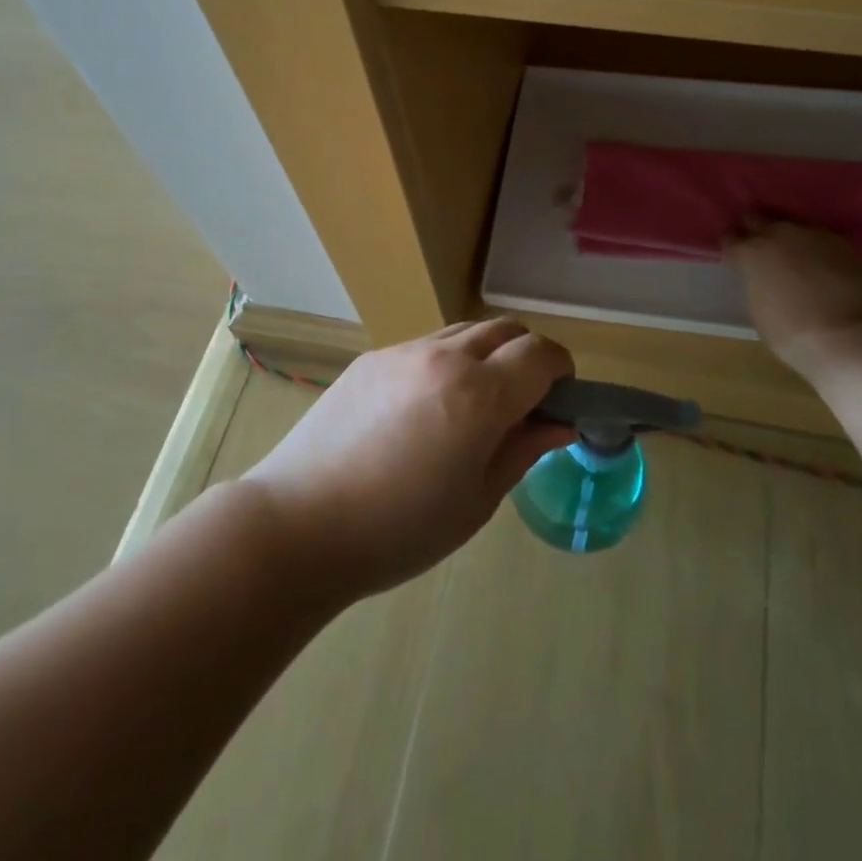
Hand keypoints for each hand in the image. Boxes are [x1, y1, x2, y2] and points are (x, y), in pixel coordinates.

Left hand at [239, 319, 576, 600]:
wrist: (300, 523)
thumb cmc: (399, 530)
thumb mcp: (476, 500)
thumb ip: (523, 450)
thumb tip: (559, 423)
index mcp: (480, 394)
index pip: (541, 354)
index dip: (561, 370)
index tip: (559, 399)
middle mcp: (445, 357)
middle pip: (506, 330)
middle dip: (527, 355)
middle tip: (523, 401)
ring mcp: (404, 351)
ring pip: (465, 331)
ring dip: (487, 353)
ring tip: (473, 402)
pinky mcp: (372, 357)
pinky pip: (426, 344)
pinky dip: (446, 360)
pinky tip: (425, 407)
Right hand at [726, 221, 861, 369]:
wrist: (849, 337)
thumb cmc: (793, 335)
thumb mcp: (758, 312)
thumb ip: (756, 285)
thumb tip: (761, 279)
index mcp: (750, 254)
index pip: (730, 240)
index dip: (733, 249)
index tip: (736, 258)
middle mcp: (777, 235)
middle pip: (757, 219)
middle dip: (755, 231)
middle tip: (759, 248)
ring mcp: (810, 234)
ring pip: (790, 223)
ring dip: (786, 236)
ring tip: (792, 253)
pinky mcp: (840, 241)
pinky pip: (818, 236)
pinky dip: (814, 246)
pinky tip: (820, 262)